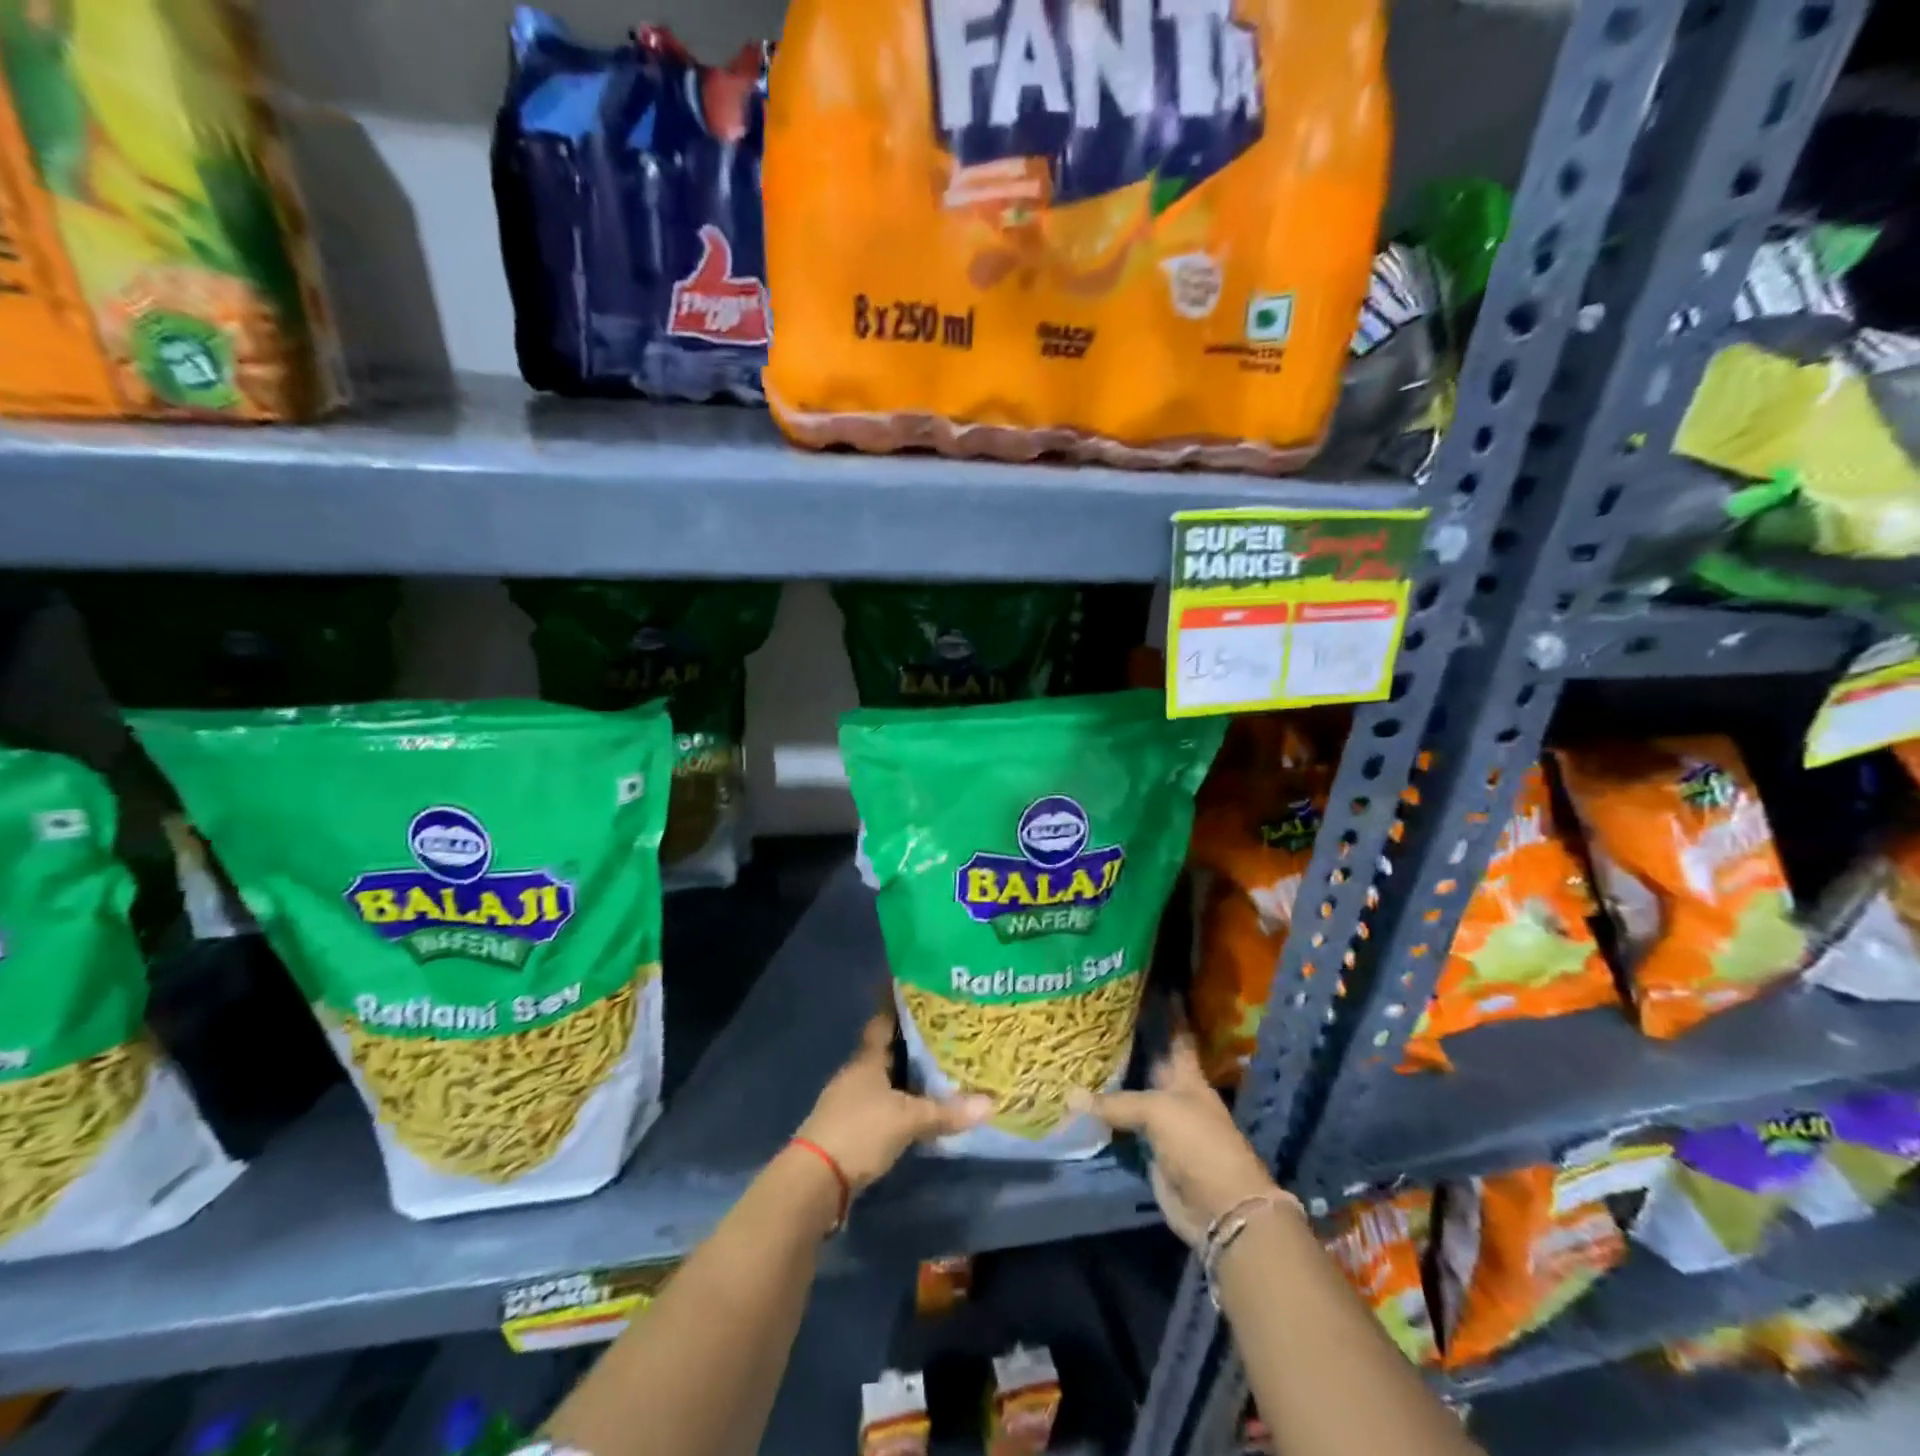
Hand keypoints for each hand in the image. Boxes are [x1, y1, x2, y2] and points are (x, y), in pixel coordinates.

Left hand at [796, 1010, 991, 1193]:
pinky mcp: (848, 1129)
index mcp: (866, 1060)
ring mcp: (848, 1102)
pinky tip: (916, 1110)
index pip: (882, 1022)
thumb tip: (990, 1103)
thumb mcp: (907, 1120)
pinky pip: (880, 1106)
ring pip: (882, 1080)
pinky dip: (898, 1104)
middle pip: (884, 1051)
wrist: (815, 1180)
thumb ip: (945, 1112)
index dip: (896, 1007)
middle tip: (943, 1034)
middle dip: (910, 1044)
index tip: (917, 993)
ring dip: (904, 1077)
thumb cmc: (860, 1131)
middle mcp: (856, 1074)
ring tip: (937, 1071)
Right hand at [1069, 1033, 1295, 1247]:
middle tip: (1097, 1016)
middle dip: (1130, 1043)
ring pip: (1132, 1095)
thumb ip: (1115, 1103)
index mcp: (1188, 1077)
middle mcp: (1175, 1095)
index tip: (1156, 987)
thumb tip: (1070, 1096)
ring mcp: (1163, 1125)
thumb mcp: (1158, 1111)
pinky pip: (1122, 1127)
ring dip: (1111, 1080)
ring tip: (1081, 1051)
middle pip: (1151, 1063)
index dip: (1169, 1014)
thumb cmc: (1199, 1144)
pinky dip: (1104, 1116)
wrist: (1219, 1207)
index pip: (1176, 1037)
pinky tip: (1080, 1100)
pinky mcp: (1149, 1152)